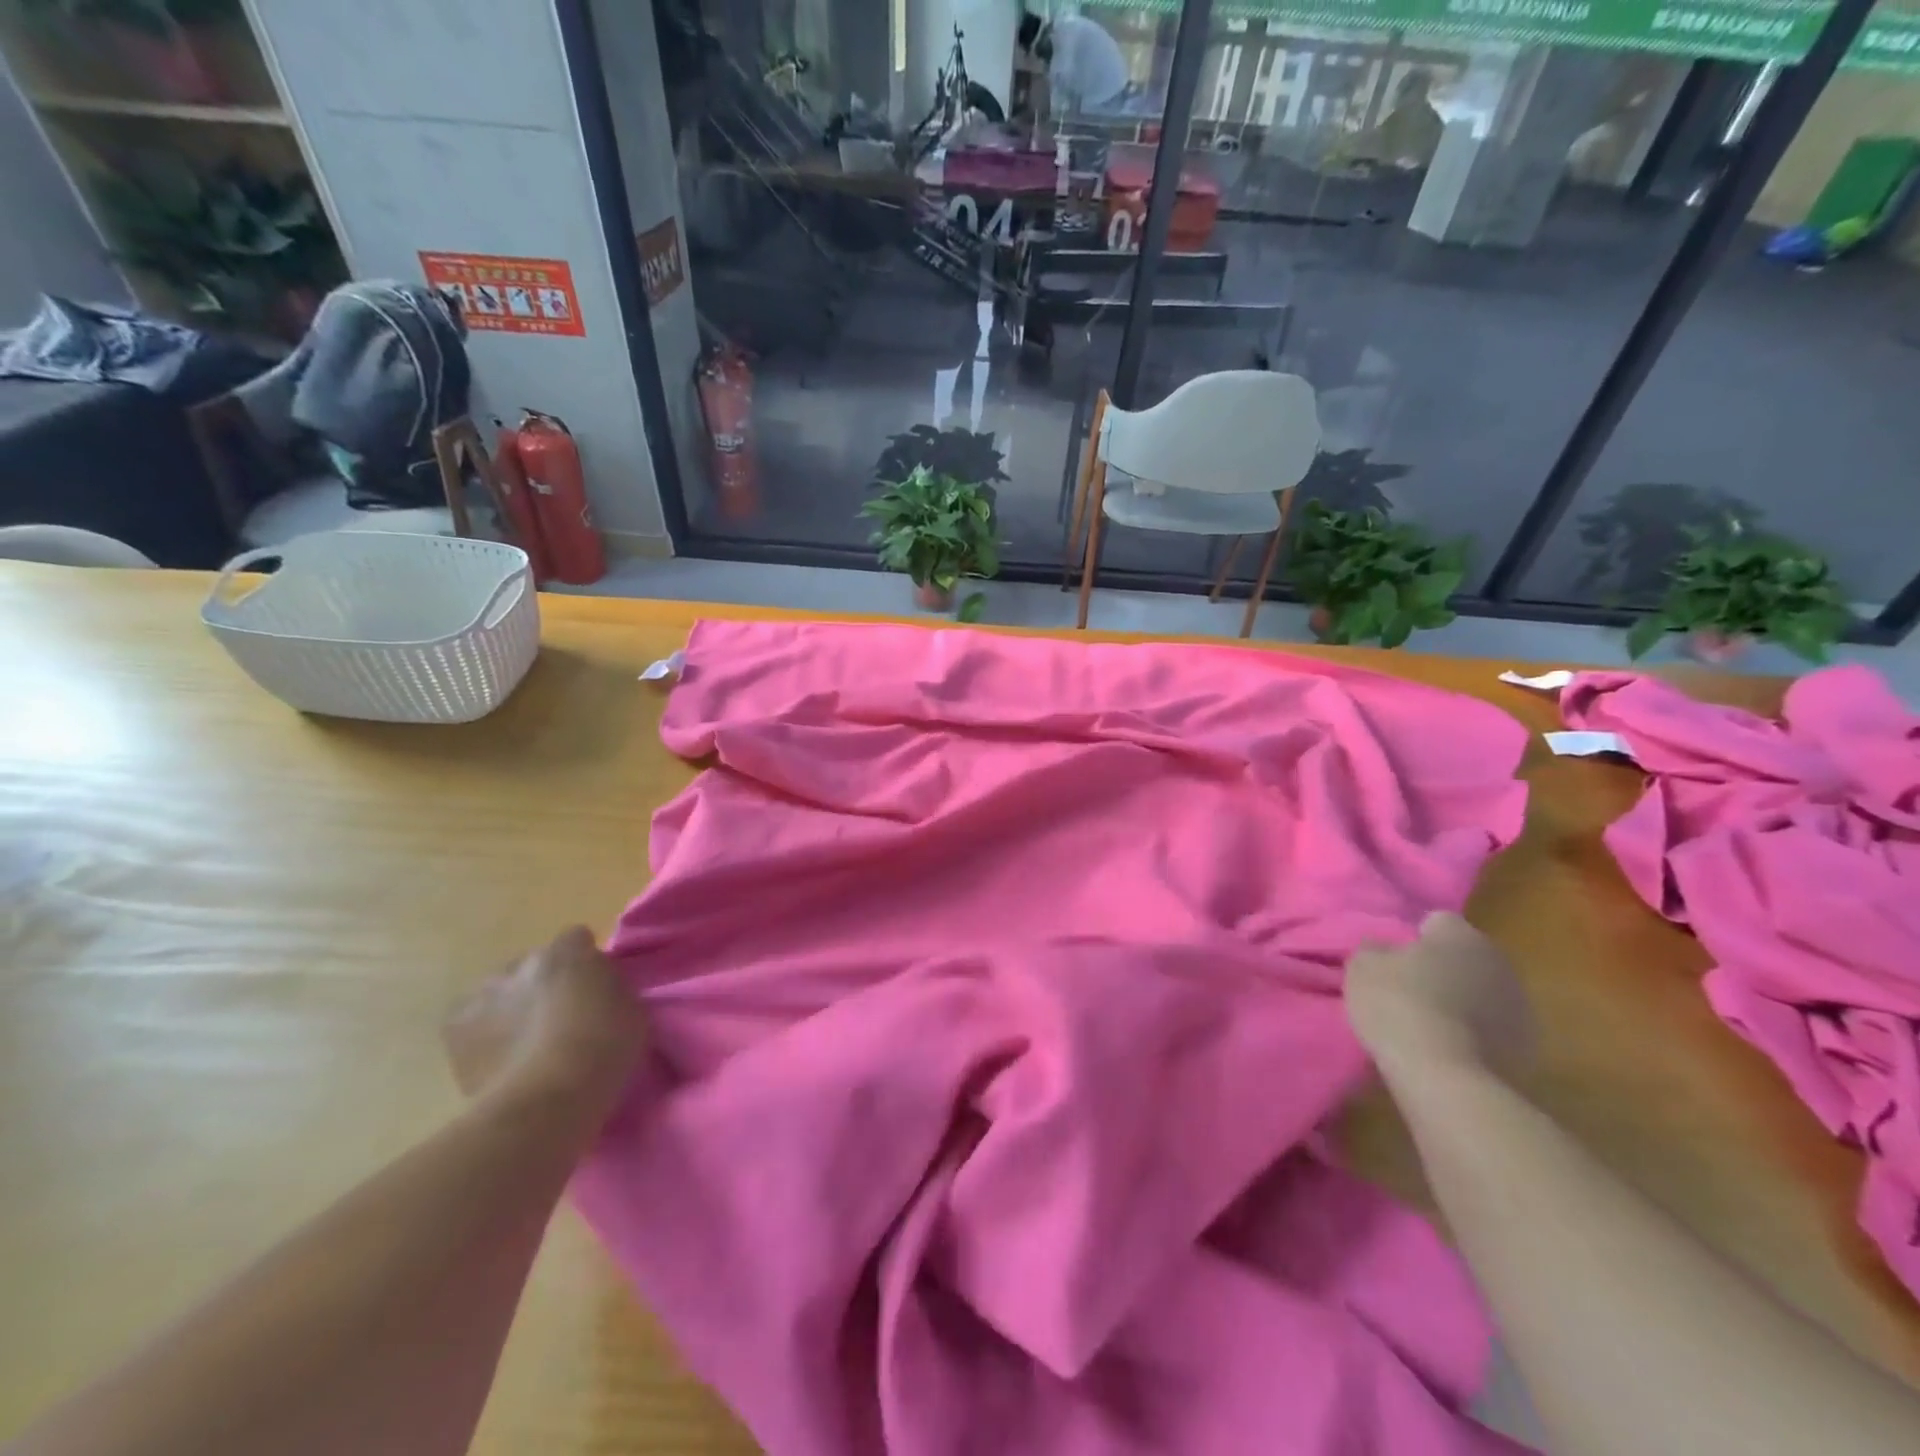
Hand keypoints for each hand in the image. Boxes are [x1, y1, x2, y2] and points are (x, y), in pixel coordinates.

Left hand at [443, 926, 646, 1113]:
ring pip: (500, 993)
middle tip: (561, 1018)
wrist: (547, 1100)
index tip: (594, 986)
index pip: (577, 938)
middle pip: (534, 965)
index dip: (585, 960)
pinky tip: (500, 1058)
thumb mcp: (630, 1008)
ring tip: (527, 1043)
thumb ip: (610, 986)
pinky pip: (472, 1023)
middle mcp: (520, 964)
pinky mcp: (454, 1031)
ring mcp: (482, 996)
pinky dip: (484, 1035)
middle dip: (544, 984)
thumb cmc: (602, 1049)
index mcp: (567, 952)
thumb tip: (596, 988)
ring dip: (512, 1007)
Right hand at [1345, 912, 1536, 1078]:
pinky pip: (1493, 1028)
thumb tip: (1383, 947)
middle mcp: (1499, 961)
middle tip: (1408, 988)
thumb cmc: (1399, 1006)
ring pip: (1483, 992)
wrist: (1446, 1078)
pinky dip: (1475, 1033)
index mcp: (1462, 935)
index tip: (1393, 959)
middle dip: (1442, 968)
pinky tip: (1449, 1048)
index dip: (1413, 937)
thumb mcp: (1363, 967)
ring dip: (1462, 1001)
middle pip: (1465, 956)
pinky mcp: (1528, 1047)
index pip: (1437, 921)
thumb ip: (1374, 948)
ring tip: (1428, 1023)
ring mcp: (1521, 1006)